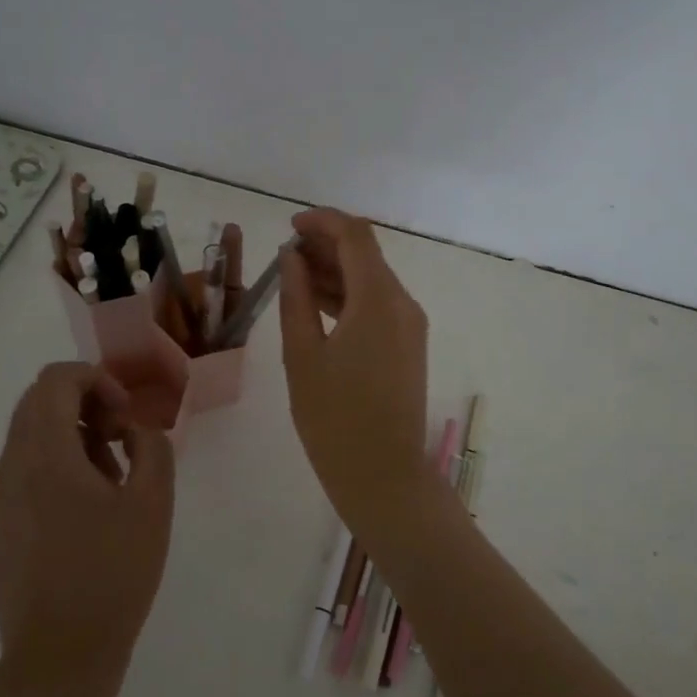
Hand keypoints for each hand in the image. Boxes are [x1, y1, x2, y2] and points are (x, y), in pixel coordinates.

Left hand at [0, 362, 175, 696]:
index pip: (55, 380)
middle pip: (37, 404)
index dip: (96, 380)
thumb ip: (151, 447)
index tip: (124, 416)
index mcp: (45, 456)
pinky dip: (52, 470)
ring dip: (70, 439)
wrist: (60, 660)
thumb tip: (133, 430)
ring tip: (108, 483)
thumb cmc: (112, 576)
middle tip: (120, 442)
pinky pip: (20, 475)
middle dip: (84, 407)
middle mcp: (9, 469)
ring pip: (28, 440)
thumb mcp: (152, 504)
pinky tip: (82, 515)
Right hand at [278, 209, 437, 530]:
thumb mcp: (303, 354)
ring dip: (337, 270)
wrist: (384, 475)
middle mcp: (403, 303)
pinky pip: (378, 305)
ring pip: (372, 279)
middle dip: (327, 245)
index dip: (322, 222)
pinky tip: (317, 305)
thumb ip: (296, 297)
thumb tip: (293, 258)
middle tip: (285, 254)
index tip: (289, 226)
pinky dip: (349, 296)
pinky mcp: (409, 346)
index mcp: (379, 299)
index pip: (355, 235)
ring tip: (294, 277)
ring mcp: (410, 326)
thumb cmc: (334, 418)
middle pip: (367, 254)